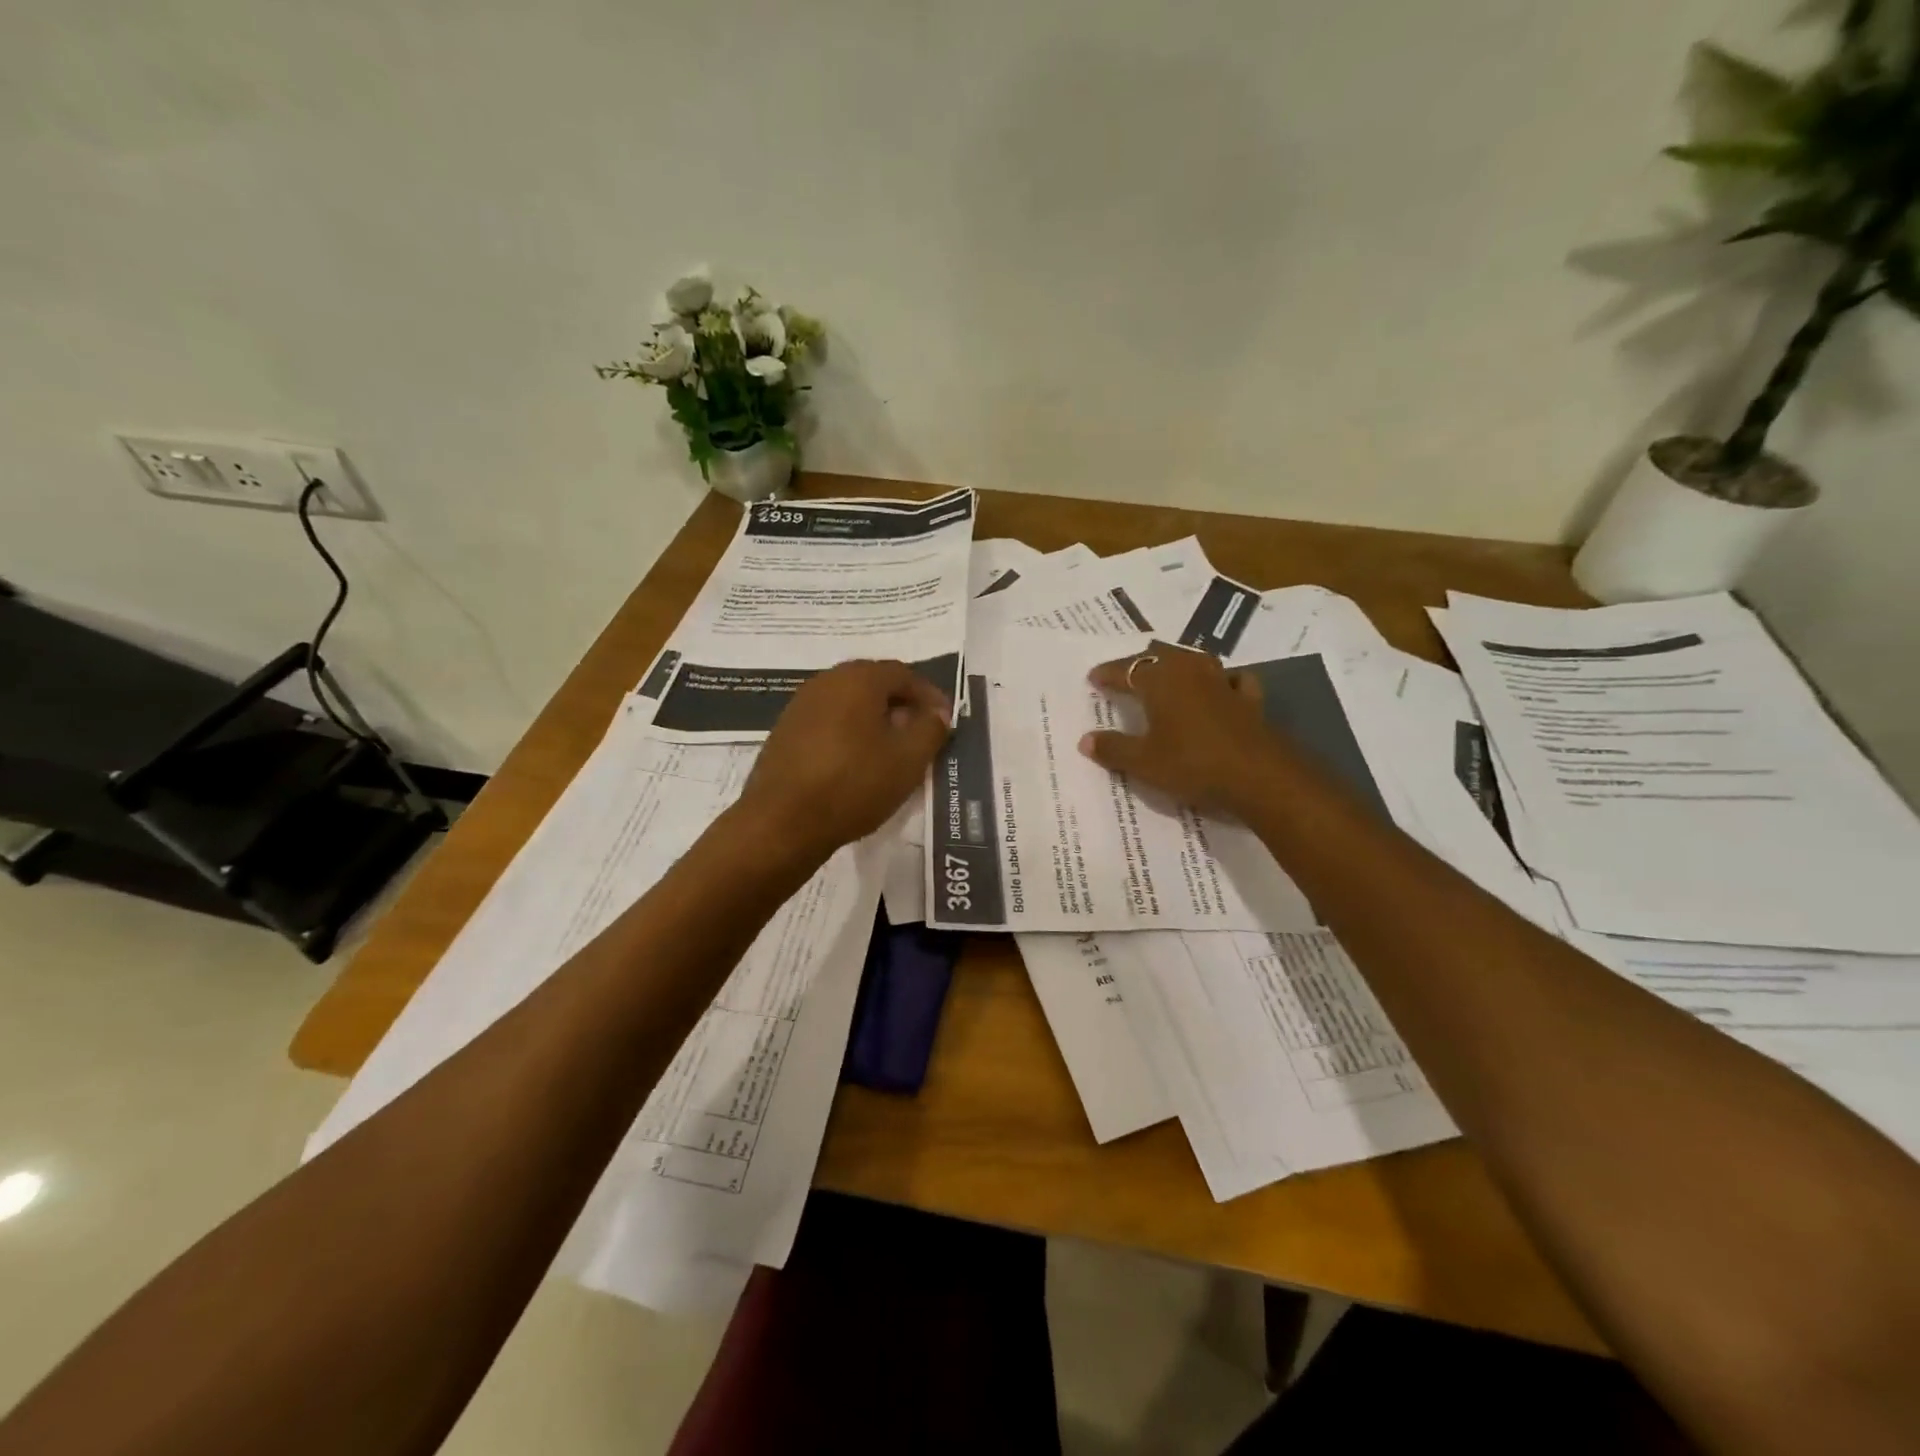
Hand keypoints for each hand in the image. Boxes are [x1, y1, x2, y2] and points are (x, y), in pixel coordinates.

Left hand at [735, 659, 951, 859]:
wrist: (782, 822)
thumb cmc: (853, 784)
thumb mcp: (908, 760)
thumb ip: (931, 729)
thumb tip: (937, 713)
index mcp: (858, 679)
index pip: (903, 674)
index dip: (929, 695)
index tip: (944, 720)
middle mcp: (826, 682)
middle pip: (873, 684)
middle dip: (901, 705)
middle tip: (920, 732)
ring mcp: (800, 706)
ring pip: (849, 704)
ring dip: (874, 720)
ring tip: (891, 751)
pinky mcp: (784, 733)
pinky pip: (828, 722)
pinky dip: (849, 734)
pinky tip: (856, 763)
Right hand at [1079, 644, 1277, 816]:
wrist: (1259, 777)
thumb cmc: (1192, 764)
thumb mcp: (1144, 763)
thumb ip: (1113, 749)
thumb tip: (1085, 740)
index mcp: (1160, 680)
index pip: (1126, 669)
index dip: (1108, 674)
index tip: (1094, 678)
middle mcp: (1190, 671)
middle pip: (1160, 656)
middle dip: (1141, 663)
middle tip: (1126, 674)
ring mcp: (1223, 682)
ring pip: (1195, 661)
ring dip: (1178, 664)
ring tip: (1167, 673)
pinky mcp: (1249, 699)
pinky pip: (1231, 680)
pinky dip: (1221, 681)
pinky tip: (1221, 688)